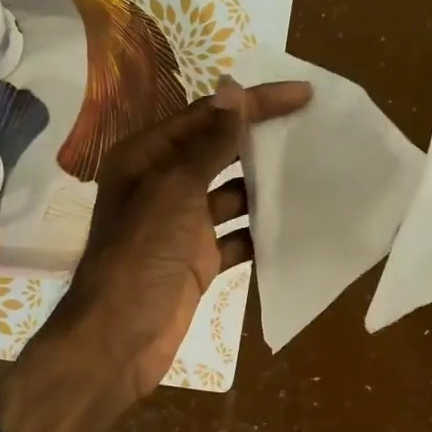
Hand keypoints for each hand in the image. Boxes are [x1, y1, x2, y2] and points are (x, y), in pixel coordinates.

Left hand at [0, 79, 312, 431]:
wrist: (120, 337)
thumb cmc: (143, 255)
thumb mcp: (176, 190)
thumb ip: (209, 144)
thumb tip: (235, 93)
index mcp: (147, 156)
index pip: (207, 116)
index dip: (254, 103)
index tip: (303, 95)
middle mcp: (162, 184)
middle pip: (218, 151)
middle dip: (260, 140)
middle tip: (311, 128)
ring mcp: (180, 225)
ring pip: (230, 194)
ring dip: (264, 187)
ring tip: (311, 172)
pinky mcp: (197, 260)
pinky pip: (235, 237)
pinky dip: (259, 232)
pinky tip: (293, 225)